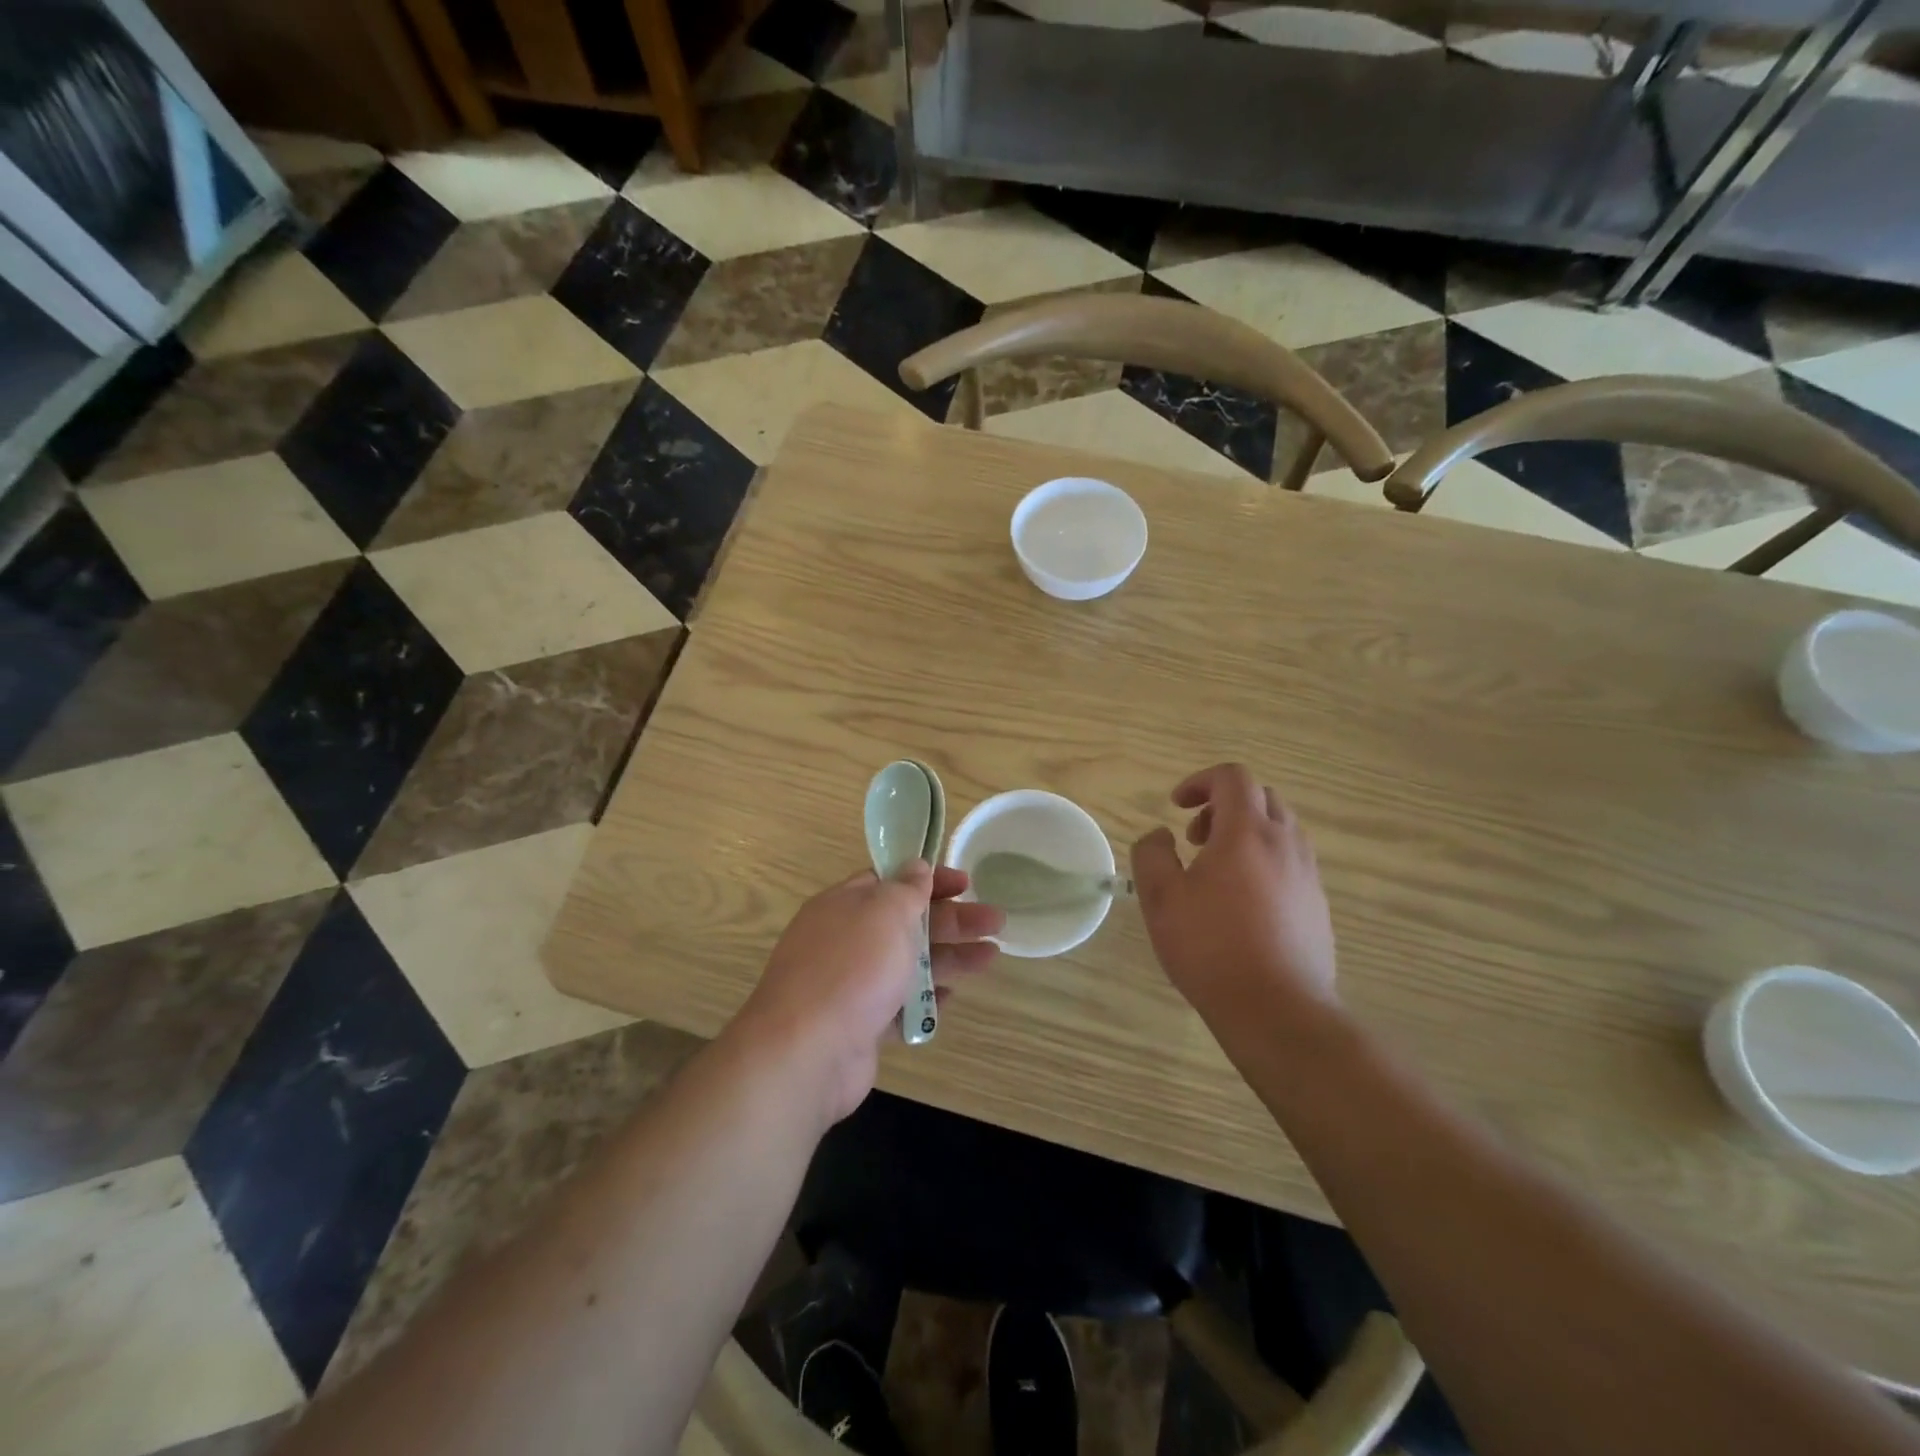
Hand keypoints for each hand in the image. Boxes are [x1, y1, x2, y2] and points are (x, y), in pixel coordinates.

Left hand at [734, 864, 1002, 1125]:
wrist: (806, 1051)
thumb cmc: (852, 968)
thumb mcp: (885, 912)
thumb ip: (906, 889)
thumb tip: (916, 866)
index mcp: (845, 904)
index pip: (891, 881)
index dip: (930, 879)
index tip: (966, 882)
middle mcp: (845, 940)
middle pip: (906, 922)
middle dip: (952, 920)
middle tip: (996, 920)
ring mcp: (850, 984)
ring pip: (907, 963)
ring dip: (948, 958)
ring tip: (991, 957)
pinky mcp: (858, 1024)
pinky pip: (898, 1004)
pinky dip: (924, 998)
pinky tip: (952, 997)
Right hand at [1130, 765, 1337, 1037]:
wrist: (1278, 1009)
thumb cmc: (1211, 947)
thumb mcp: (1160, 898)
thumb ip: (1152, 854)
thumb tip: (1161, 835)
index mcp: (1246, 832)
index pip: (1233, 777)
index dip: (1200, 781)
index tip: (1176, 806)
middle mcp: (1285, 843)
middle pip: (1261, 798)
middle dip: (1223, 806)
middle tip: (1195, 838)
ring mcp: (1308, 874)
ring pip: (1280, 830)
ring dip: (1246, 833)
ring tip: (1217, 872)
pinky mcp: (1318, 905)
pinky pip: (1292, 862)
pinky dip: (1264, 861)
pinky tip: (1242, 904)